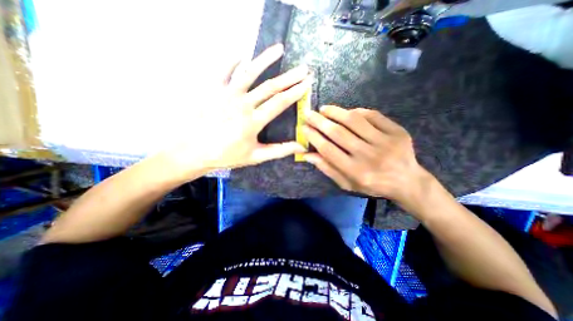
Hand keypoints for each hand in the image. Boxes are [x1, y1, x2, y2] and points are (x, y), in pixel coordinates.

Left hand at [157, 42, 308, 177]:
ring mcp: (226, 94)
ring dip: (265, 59)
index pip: (280, 103)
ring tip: (278, 49)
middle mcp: (242, 104)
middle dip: (289, 77)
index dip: (295, 92)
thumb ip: (279, 150)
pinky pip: (223, 71)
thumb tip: (300, 147)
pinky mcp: (212, 90)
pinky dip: (232, 61)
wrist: (193, 152)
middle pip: (270, 87)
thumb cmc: (226, 156)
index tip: (307, 83)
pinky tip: (241, 55)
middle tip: (303, 69)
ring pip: (249, 73)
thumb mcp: (255, 156)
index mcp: (253, 121)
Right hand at [302, 105, 431, 205]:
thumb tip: (307, 155)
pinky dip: (358, 112)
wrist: (407, 181)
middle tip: (309, 113)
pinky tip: (348, 112)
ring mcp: (385, 142)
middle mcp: (369, 156)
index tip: (304, 127)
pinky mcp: (397, 132)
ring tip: (324, 109)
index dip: (314, 137)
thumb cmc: (372, 185)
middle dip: (320, 121)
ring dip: (336, 112)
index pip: (328, 150)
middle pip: (339, 133)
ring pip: (355, 121)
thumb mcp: (347, 183)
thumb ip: (327, 168)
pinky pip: (373, 116)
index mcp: (356, 172)